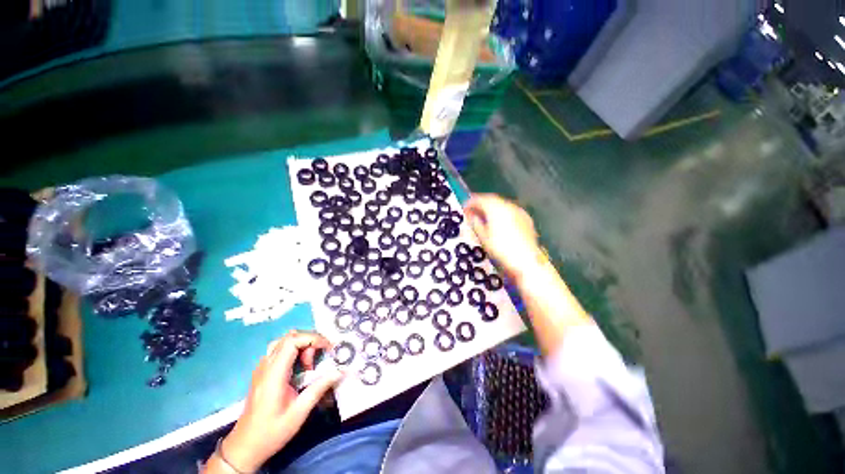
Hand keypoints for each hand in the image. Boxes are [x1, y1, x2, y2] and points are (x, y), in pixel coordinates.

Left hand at [219, 331, 342, 472]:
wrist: (244, 448)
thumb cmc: (272, 432)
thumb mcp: (299, 412)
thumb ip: (319, 388)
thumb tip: (340, 370)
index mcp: (274, 374)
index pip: (293, 341)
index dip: (313, 338)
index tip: (328, 348)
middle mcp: (265, 366)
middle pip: (289, 337)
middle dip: (309, 342)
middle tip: (317, 362)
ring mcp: (261, 369)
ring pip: (283, 342)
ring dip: (301, 346)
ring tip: (308, 366)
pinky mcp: (261, 373)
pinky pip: (279, 351)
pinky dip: (293, 352)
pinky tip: (298, 370)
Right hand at [464, 194, 542, 281]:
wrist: (526, 261)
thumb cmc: (501, 250)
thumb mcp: (483, 238)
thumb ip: (476, 224)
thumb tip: (472, 217)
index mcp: (496, 209)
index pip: (480, 200)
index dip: (471, 203)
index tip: (465, 208)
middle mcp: (508, 206)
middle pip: (492, 200)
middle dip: (481, 204)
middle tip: (473, 212)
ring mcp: (519, 212)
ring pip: (502, 205)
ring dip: (492, 209)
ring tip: (484, 218)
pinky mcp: (526, 219)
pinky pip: (510, 211)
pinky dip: (502, 214)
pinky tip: (499, 223)